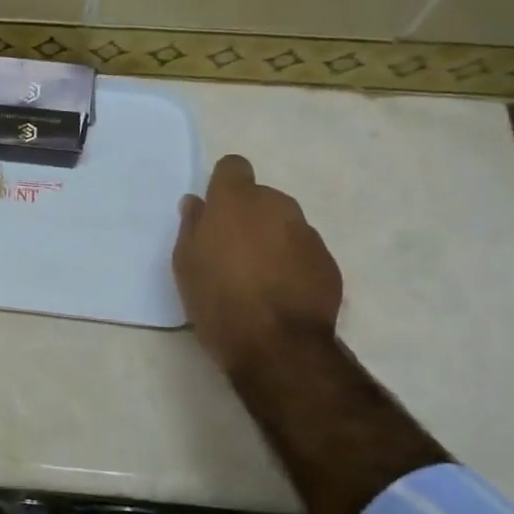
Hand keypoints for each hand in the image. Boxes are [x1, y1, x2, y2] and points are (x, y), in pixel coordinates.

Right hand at [173, 155, 341, 377]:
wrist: (277, 346)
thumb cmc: (217, 300)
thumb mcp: (186, 264)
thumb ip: (192, 226)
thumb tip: (197, 203)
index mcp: (236, 201)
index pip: (233, 167)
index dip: (223, 185)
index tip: (214, 211)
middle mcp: (276, 206)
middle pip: (260, 197)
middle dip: (247, 216)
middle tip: (231, 251)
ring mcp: (307, 233)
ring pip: (284, 224)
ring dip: (271, 239)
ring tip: (257, 277)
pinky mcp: (328, 262)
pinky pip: (303, 251)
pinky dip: (291, 263)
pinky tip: (279, 293)